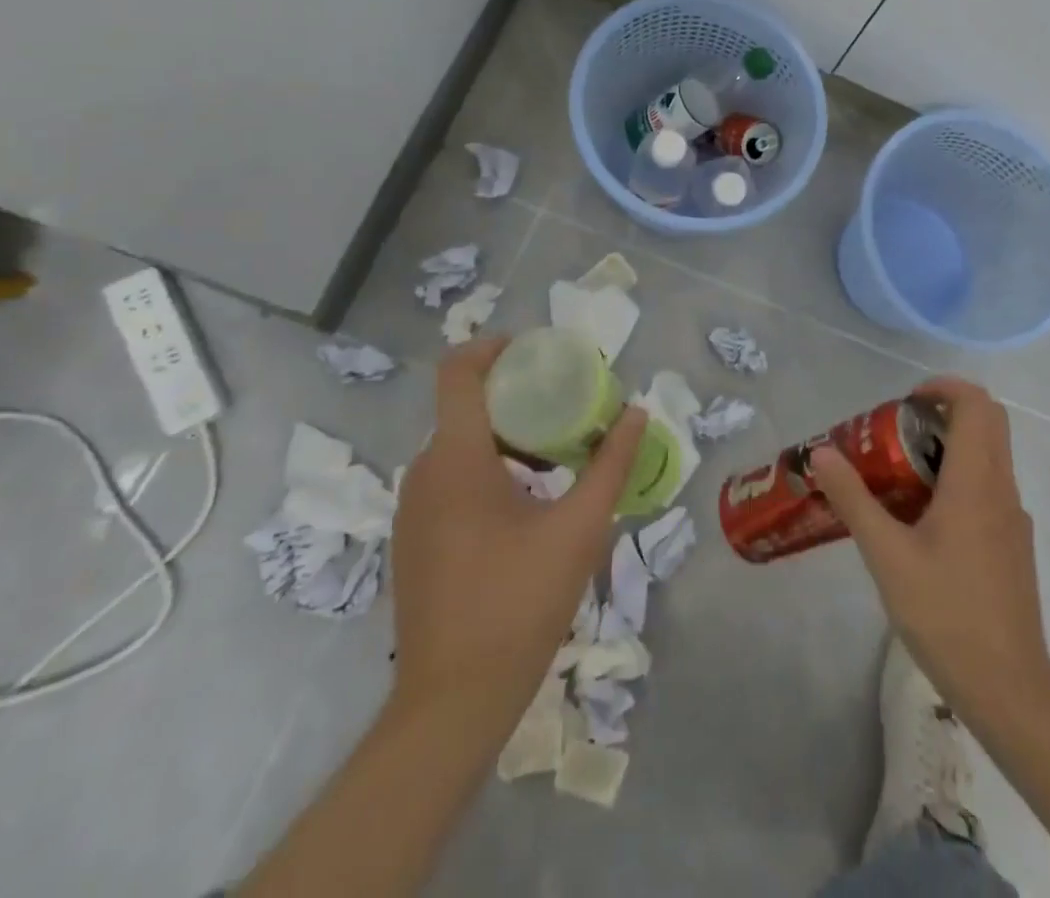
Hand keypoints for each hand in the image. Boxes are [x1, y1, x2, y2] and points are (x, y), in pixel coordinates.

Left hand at [389, 337, 646, 717]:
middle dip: (516, 394)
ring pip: (458, 444)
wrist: (453, 703)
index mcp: (456, 459)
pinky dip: (488, 466)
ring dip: (506, 433)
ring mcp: (412, 510)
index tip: (537, 350)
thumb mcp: (580, 527)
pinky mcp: (414, 540)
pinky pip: (449, 478)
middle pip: (464, 405)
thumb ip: (611, 463)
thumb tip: (636, 410)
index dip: (492, 347)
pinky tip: (529, 499)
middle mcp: (423, 473)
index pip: (457, 371)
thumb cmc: (519, 602)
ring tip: (558, 450)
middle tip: (567, 401)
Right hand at [809, 378, 1049, 719]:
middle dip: (945, 412)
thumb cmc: (946, 613)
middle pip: (988, 422)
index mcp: (976, 480)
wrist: (1008, 687)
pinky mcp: (1014, 544)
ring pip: (990, 455)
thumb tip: (821, 454)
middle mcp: (1002, 488)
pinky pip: (990, 487)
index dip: (944, 388)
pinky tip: (925, 520)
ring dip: (951, 446)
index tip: (906, 401)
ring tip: (902, 475)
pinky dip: (960, 478)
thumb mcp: (887, 555)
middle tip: (900, 431)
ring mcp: (1013, 517)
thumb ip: (853, 499)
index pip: (976, 404)